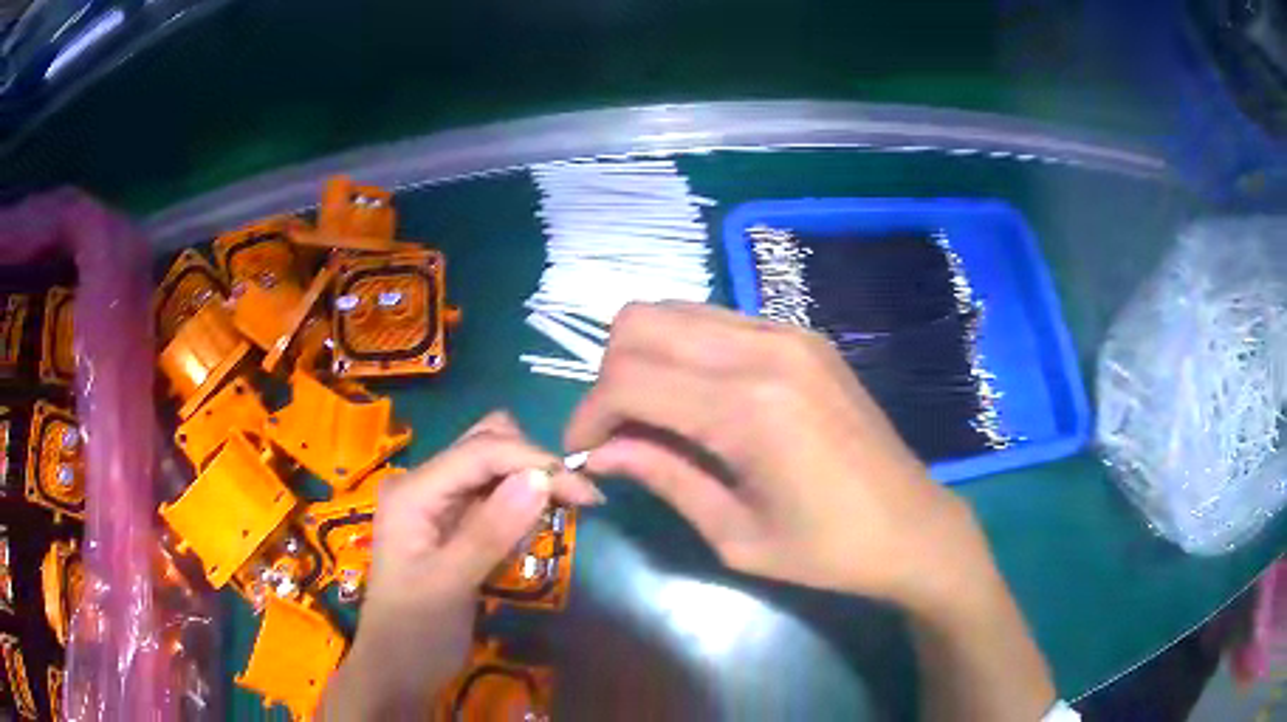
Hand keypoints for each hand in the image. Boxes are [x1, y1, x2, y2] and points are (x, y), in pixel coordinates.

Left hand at [320, 412, 601, 718]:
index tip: (588, 494)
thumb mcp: (450, 585)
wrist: (397, 670)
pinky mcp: (453, 524)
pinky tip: (533, 530)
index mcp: (414, 491)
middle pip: (486, 445)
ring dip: (529, 482)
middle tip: (577, 501)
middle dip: (533, 464)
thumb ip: (491, 531)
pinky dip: (519, 505)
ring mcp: (438, 503)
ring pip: (493, 467)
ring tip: (561, 514)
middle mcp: (425, 485)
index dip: (536, 462)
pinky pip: (494, 496)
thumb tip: (541, 478)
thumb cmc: (414, 632)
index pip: (481, 452)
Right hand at [565, 302, 981, 609]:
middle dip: (609, 376)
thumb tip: (599, 452)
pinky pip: (717, 319)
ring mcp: (788, 331)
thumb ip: (661, 477)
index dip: (588, 415)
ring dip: (645, 357)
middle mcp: (765, 349)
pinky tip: (701, 398)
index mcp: (747, 408)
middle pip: (639, 322)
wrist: (912, 525)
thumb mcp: (733, 532)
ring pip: (675, 310)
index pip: (627, 378)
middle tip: (620, 432)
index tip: (586, 454)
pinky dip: (686, 350)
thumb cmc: (826, 549)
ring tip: (655, 415)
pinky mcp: (803, 335)